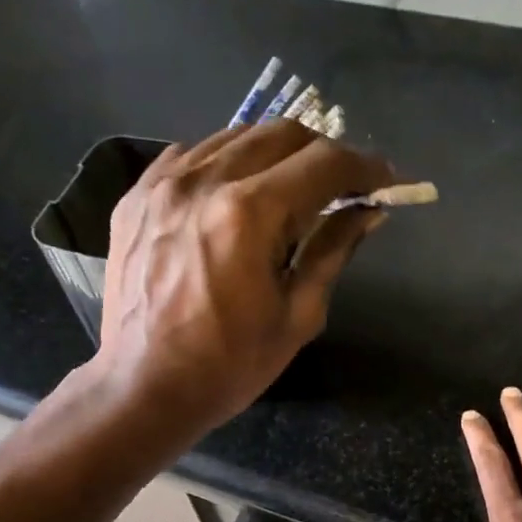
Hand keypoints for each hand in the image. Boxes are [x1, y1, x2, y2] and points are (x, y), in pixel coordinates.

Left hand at [93, 120, 392, 434]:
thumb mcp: (297, 316)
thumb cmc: (228, 365)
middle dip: (323, 154)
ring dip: (275, 155)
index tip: (386, 180)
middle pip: (281, 134)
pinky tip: (234, 196)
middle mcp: (203, 181)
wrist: (142, 388)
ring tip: (289, 192)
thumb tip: (368, 211)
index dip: (365, 166)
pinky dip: (226, 165)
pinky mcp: (136, 196)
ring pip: (235, 137)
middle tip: (341, 188)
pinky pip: (192, 155)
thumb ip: (333, 251)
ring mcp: (162, 184)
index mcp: (249, 214)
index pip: (323, 163)